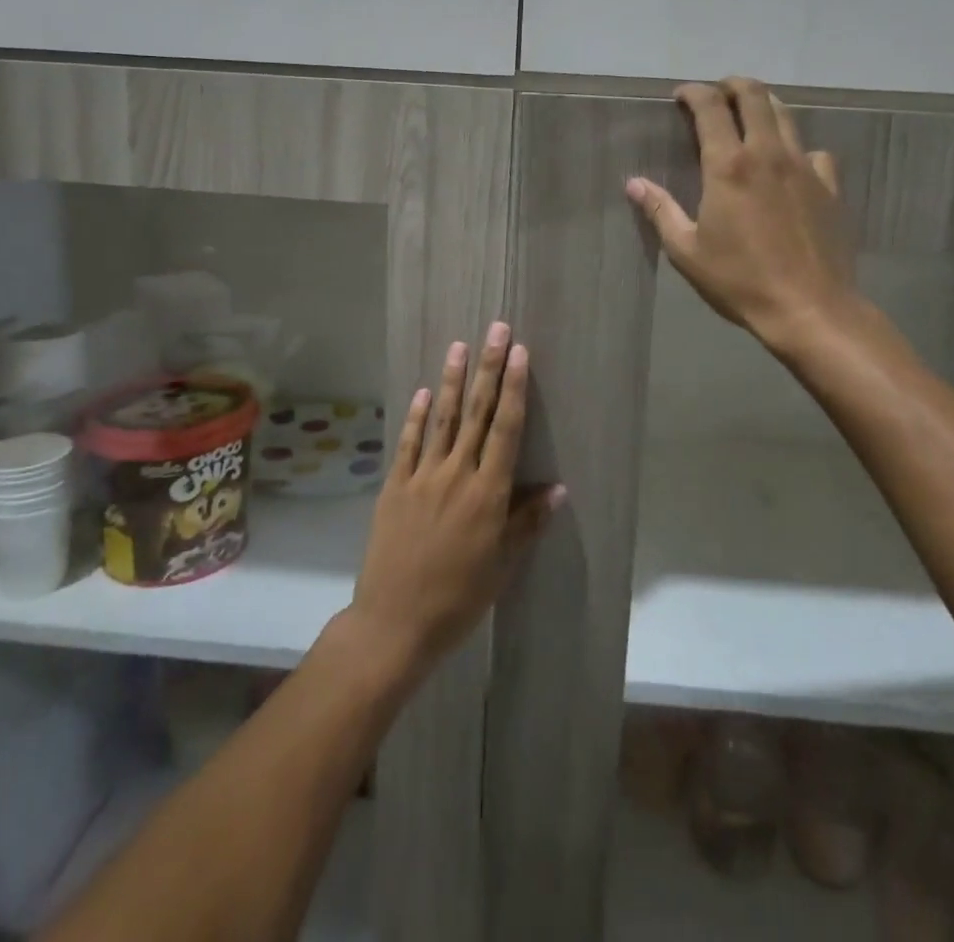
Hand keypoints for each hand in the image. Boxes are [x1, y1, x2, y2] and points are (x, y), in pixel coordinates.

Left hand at [347, 323, 562, 677]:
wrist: (395, 622)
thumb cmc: (459, 598)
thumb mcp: (502, 565)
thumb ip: (528, 522)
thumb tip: (559, 488)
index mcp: (489, 493)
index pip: (506, 429)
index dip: (514, 388)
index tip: (520, 353)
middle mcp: (457, 474)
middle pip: (478, 413)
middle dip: (489, 369)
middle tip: (497, 330)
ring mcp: (422, 477)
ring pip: (443, 419)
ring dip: (453, 381)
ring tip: (460, 346)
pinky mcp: (394, 487)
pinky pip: (409, 444)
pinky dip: (416, 417)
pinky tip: (423, 392)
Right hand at [627, 77, 866, 353]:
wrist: (809, 308)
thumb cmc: (739, 280)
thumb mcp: (687, 250)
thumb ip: (660, 210)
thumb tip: (634, 183)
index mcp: (728, 166)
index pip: (711, 107)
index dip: (694, 92)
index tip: (681, 95)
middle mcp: (768, 153)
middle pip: (754, 96)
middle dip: (732, 85)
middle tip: (717, 93)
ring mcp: (804, 167)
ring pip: (786, 115)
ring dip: (764, 105)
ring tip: (749, 114)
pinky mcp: (829, 186)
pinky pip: (814, 151)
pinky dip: (797, 147)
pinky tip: (790, 164)